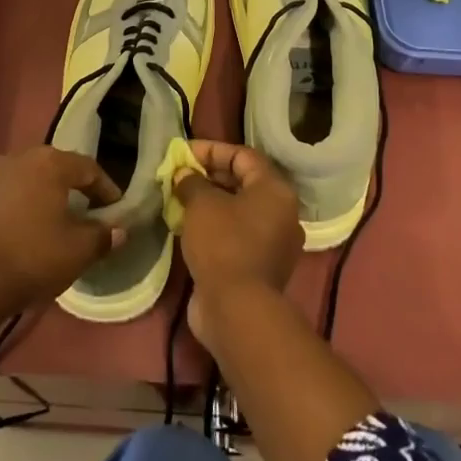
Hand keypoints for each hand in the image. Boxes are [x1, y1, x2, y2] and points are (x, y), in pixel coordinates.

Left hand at [0, 147, 124, 319]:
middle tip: (92, 212)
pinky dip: (27, 204)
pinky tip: (32, 227)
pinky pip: (12, 192)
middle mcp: (20, 158)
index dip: (106, 190)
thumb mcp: (78, 250)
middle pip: (58, 168)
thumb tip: (118, 230)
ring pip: (33, 179)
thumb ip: (103, 235)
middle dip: (77, 188)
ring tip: (62, 220)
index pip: (89, 169)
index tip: (116, 211)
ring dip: (50, 195)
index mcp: (49, 162)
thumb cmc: (32, 257)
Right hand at [173, 141, 303, 342]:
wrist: (237, 310)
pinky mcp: (260, 266)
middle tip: (178, 176)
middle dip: (208, 176)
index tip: (182, 153)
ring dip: (209, 202)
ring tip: (179, 199)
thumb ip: (191, 182)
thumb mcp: (202, 204)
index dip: (212, 150)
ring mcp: (273, 243)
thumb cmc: (223, 244)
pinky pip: (236, 235)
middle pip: (243, 183)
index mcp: (276, 191)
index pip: (243, 156)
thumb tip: (184, 175)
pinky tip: (188, 227)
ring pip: (238, 211)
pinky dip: (214, 226)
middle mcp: (282, 213)